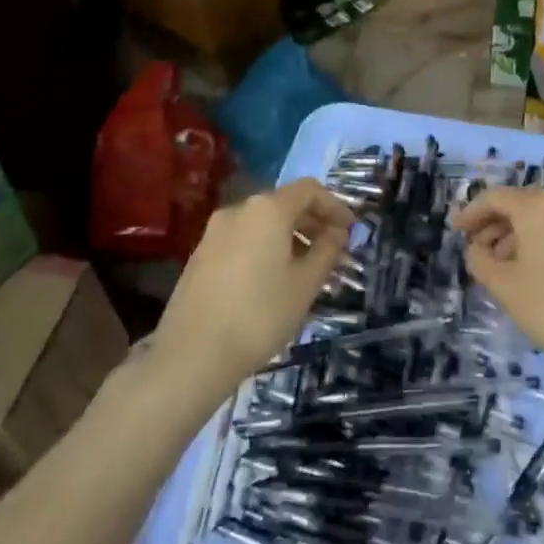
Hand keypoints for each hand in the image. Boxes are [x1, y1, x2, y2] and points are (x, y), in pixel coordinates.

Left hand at [152, 179, 352, 398]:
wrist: (193, 353)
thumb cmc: (260, 314)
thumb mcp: (306, 284)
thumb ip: (327, 251)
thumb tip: (337, 233)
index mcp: (267, 209)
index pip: (309, 190)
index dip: (334, 206)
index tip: (350, 231)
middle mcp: (239, 210)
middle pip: (284, 203)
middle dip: (312, 222)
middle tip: (333, 250)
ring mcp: (214, 232)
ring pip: (262, 223)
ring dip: (289, 237)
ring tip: (306, 269)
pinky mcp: (201, 254)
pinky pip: (243, 239)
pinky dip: (265, 248)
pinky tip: (273, 280)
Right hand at [452, 186, 543, 376]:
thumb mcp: (504, 285)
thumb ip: (480, 261)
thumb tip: (476, 249)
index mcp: (536, 207)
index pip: (495, 198)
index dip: (471, 213)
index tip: (455, 232)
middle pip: (519, 204)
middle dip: (492, 223)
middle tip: (474, 249)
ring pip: (539, 218)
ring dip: (514, 234)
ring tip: (498, 265)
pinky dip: (536, 242)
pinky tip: (527, 271)